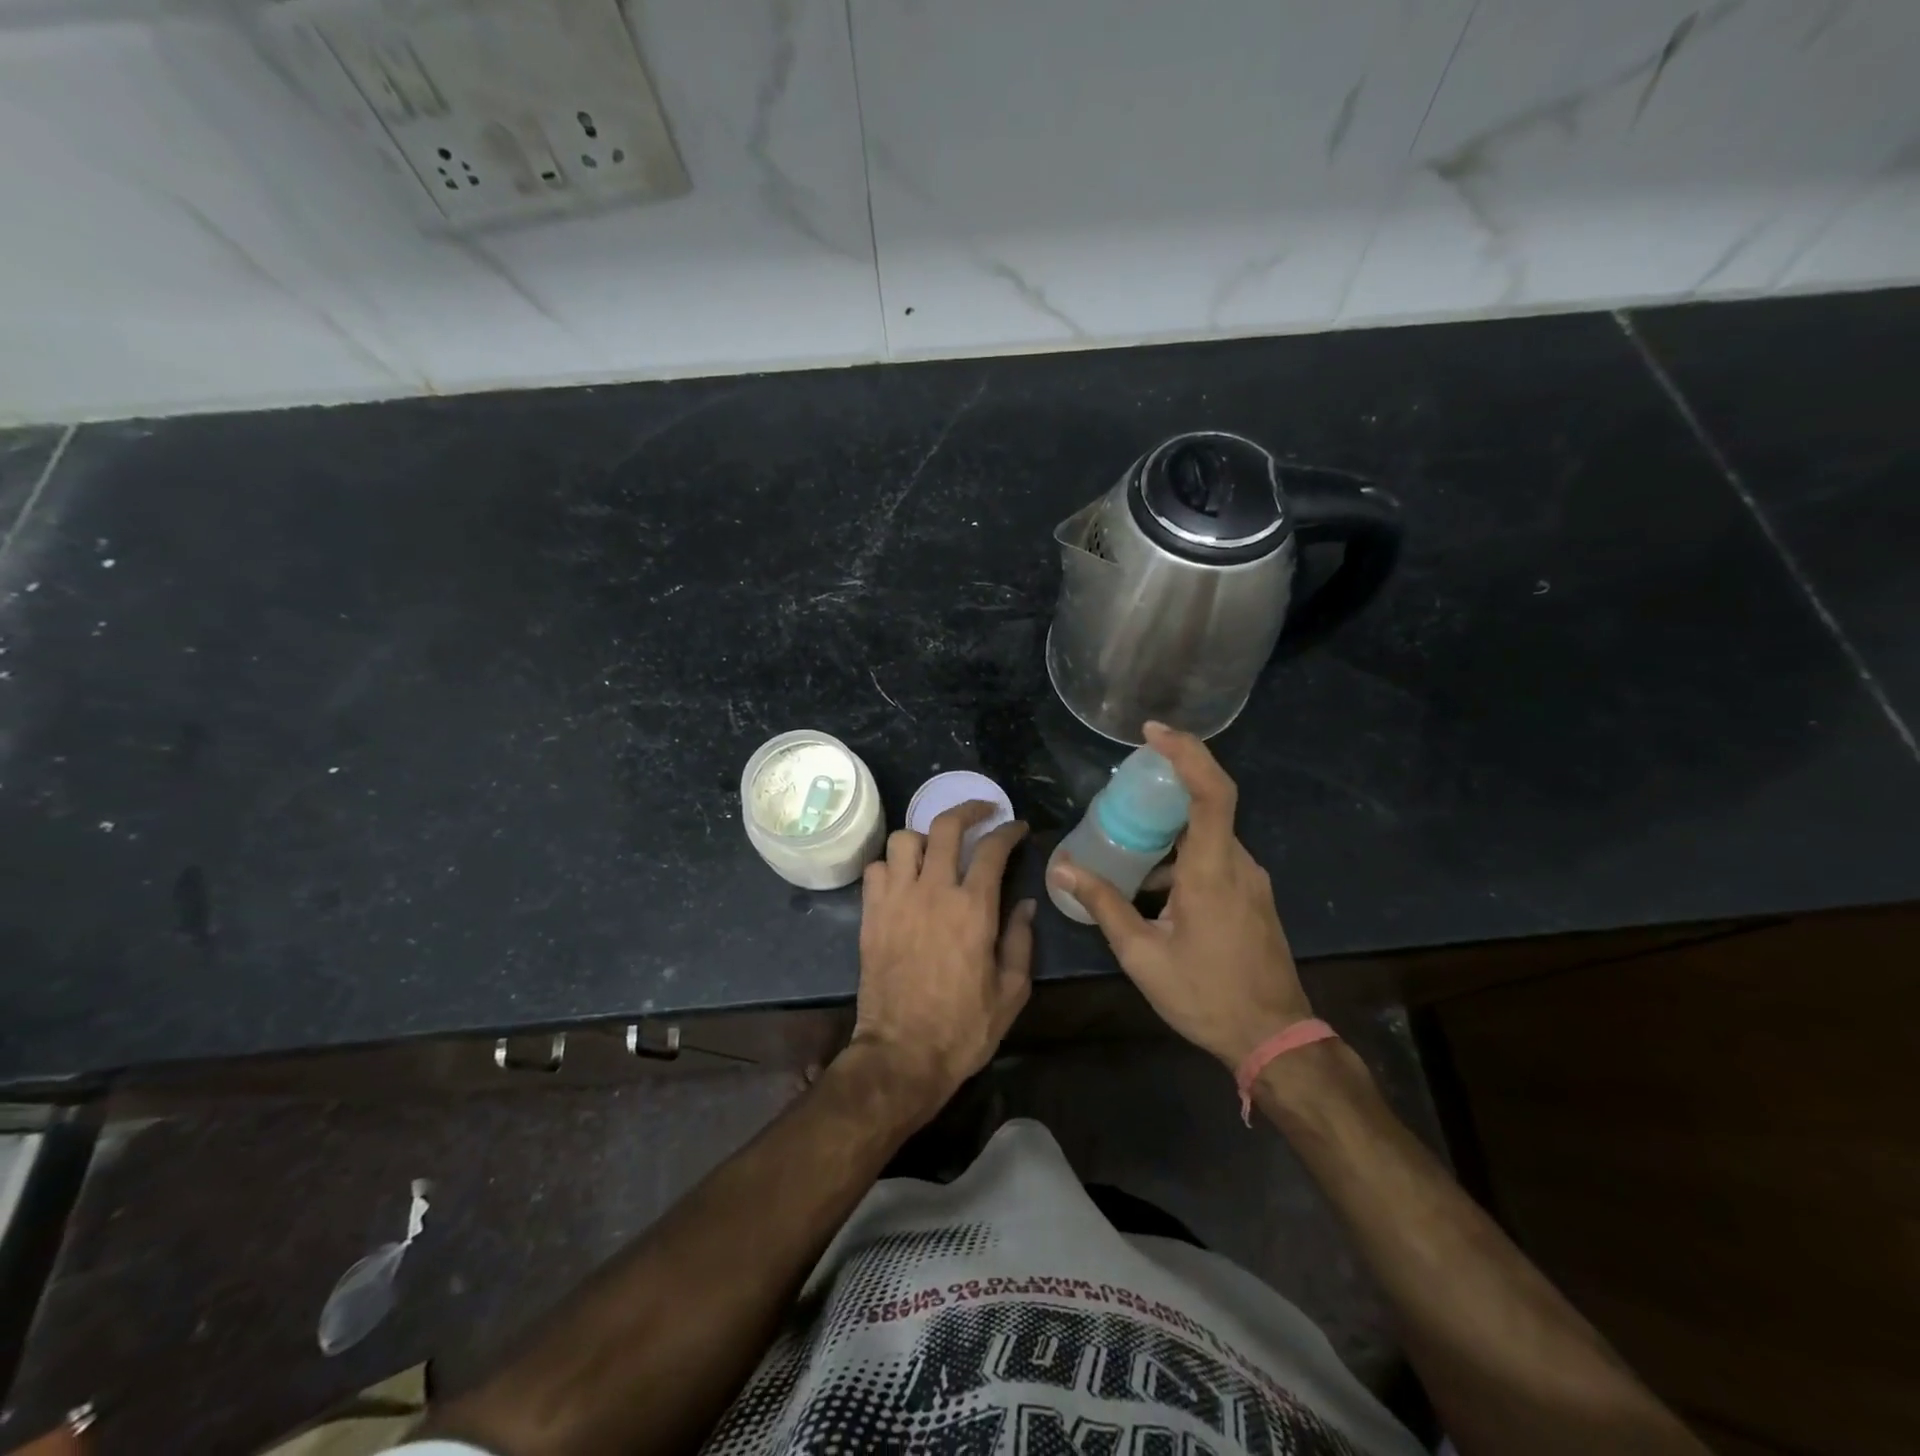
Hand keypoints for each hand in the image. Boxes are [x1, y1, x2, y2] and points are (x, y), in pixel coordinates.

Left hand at [850, 802, 1034, 1120]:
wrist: (901, 1055)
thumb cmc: (963, 1028)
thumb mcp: (1011, 992)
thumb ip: (1021, 941)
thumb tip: (1026, 905)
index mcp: (974, 909)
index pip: (992, 849)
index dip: (1008, 830)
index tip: (1017, 827)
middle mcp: (933, 891)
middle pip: (945, 827)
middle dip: (967, 810)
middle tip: (982, 812)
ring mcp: (896, 900)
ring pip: (903, 840)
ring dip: (924, 836)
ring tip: (936, 849)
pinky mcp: (871, 915)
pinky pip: (875, 869)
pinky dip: (891, 865)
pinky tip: (904, 878)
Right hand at [1047, 722, 1311, 1069]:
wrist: (1274, 1038)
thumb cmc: (1205, 995)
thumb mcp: (1142, 954)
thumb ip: (1104, 905)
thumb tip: (1065, 868)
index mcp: (1213, 871)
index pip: (1211, 792)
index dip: (1186, 753)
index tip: (1152, 734)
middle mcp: (1238, 865)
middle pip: (1207, 806)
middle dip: (1165, 790)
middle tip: (1123, 789)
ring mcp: (1250, 881)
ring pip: (1208, 836)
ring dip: (1170, 832)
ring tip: (1127, 845)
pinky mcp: (1253, 898)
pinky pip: (1216, 859)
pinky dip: (1183, 857)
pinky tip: (1153, 887)